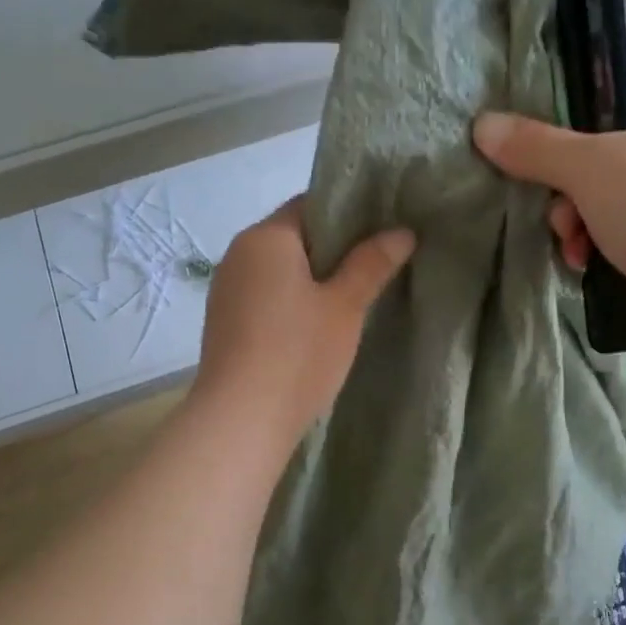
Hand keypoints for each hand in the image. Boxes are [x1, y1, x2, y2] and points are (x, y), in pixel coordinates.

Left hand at [192, 198, 414, 448]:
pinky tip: (315, 327)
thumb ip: (371, 264)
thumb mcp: (344, 306)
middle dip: (333, 250)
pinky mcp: (224, 323)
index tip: (383, 231)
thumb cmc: (298, 353)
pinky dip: (290, 302)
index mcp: (265, 237)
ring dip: (311, 279)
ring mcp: (226, 290)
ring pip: (278, 271)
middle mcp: (238, 254)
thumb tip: (401, 231)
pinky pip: (264, 297)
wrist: (241, 419)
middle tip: (377, 266)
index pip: (311, 205)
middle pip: (293, 237)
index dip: (349, 213)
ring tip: (352, 298)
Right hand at [472, 76, 625, 330]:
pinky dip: (602, 248)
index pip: (619, 95)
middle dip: (570, 190)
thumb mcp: (587, 166)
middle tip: (561, 214)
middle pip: (608, 155)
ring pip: (612, 199)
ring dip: (580, 223)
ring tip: (576, 247)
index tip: (547, 150)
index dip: (577, 120)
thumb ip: (534, 145)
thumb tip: (483, 124)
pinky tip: (588, 266)